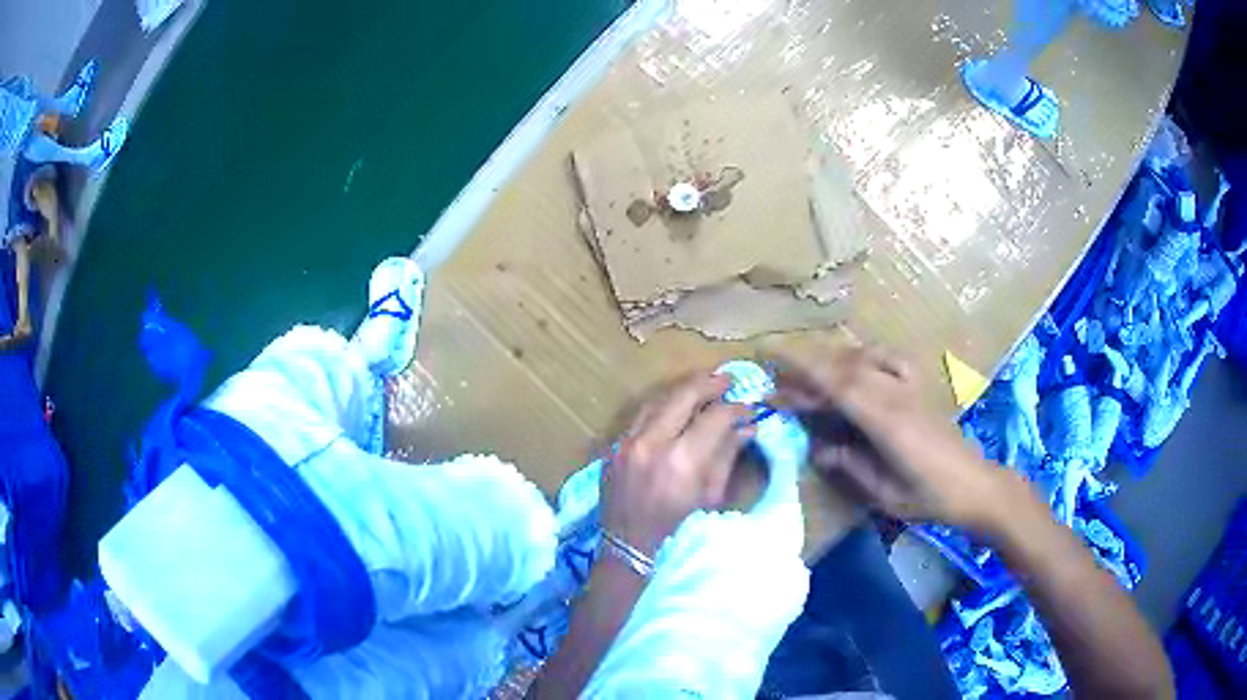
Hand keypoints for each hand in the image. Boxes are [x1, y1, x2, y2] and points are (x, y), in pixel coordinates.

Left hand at [602, 374, 753, 557]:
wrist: (629, 551)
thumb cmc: (678, 531)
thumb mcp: (711, 498)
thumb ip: (727, 456)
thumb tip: (747, 426)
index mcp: (681, 462)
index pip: (714, 417)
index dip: (735, 408)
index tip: (748, 407)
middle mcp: (651, 444)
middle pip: (683, 395)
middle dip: (709, 384)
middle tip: (728, 379)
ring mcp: (627, 442)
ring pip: (658, 399)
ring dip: (683, 390)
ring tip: (704, 386)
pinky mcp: (614, 446)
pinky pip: (640, 415)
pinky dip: (661, 405)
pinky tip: (676, 406)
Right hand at [772, 343, 1012, 530]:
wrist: (975, 485)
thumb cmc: (930, 497)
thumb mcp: (885, 494)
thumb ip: (850, 466)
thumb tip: (817, 448)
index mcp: (887, 421)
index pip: (837, 385)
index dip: (801, 374)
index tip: (769, 371)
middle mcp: (897, 394)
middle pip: (844, 367)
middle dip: (805, 369)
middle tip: (776, 382)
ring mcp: (910, 386)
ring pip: (863, 357)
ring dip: (829, 361)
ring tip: (805, 375)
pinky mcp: (918, 386)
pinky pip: (887, 358)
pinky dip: (863, 355)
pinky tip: (855, 365)